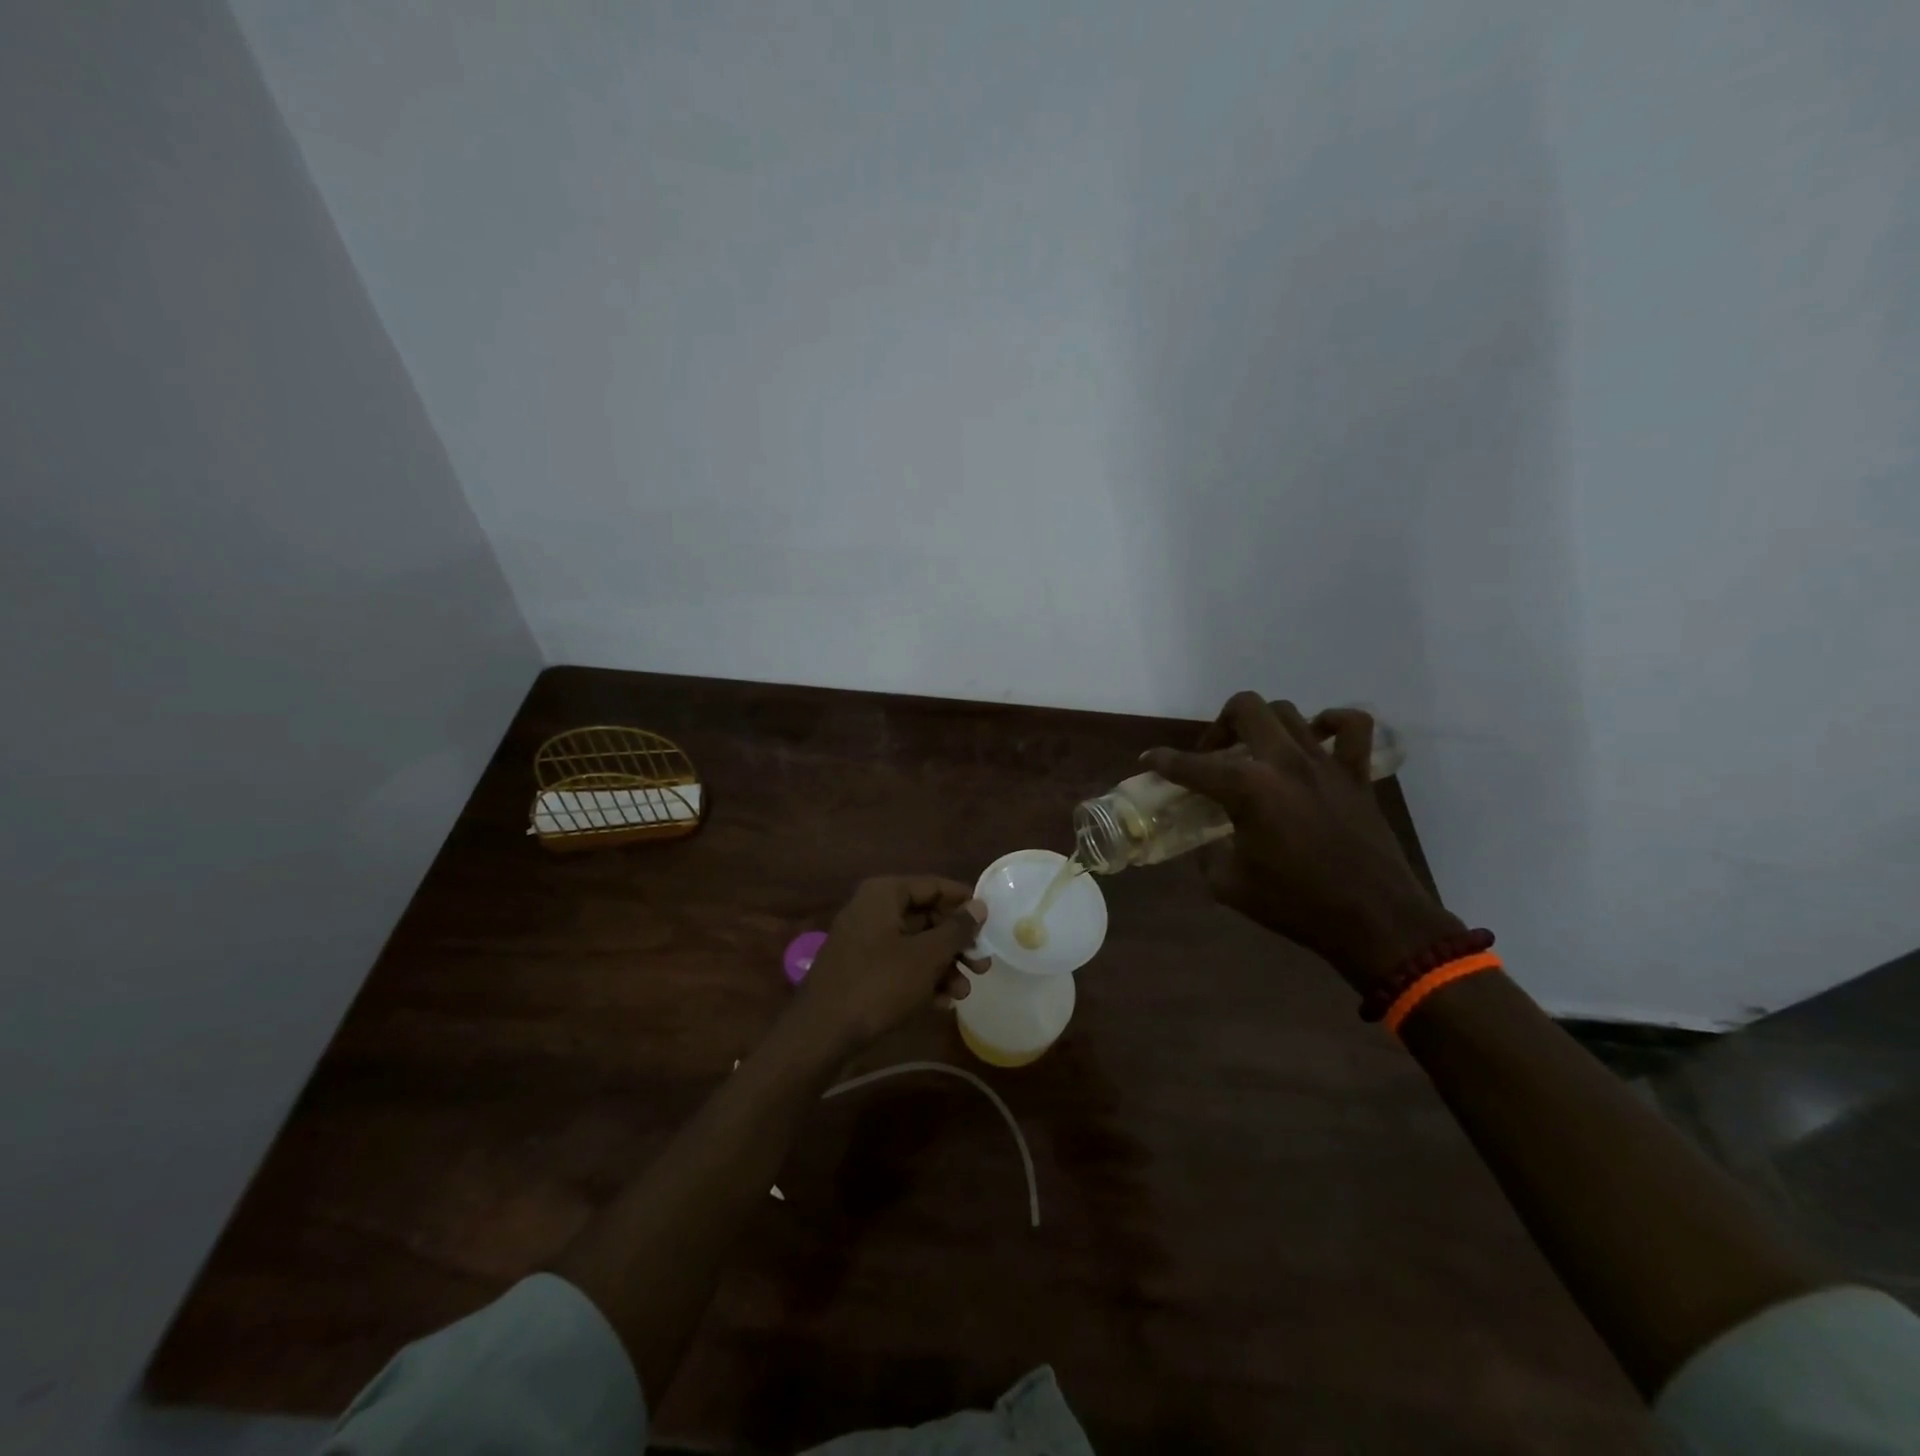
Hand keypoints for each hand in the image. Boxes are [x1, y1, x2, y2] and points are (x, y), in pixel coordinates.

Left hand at [790, 877, 986, 1054]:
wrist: (822, 1033)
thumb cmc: (879, 984)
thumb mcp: (926, 956)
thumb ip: (956, 929)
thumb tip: (979, 906)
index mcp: (884, 894)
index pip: (934, 886)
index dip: (964, 903)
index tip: (991, 923)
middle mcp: (872, 910)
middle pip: (926, 917)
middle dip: (956, 943)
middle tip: (982, 965)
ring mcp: (863, 940)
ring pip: (915, 944)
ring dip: (943, 966)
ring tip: (964, 992)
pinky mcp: (860, 969)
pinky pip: (899, 965)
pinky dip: (922, 979)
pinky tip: (942, 1004)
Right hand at [1145, 693, 1460, 992]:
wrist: (1374, 921)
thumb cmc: (1295, 905)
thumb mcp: (1229, 884)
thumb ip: (1208, 853)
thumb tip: (1205, 841)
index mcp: (1247, 789)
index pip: (1192, 765)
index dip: (1163, 761)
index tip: (1149, 760)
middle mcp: (1283, 762)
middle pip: (1244, 709)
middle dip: (1218, 725)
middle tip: (1213, 755)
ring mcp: (1325, 763)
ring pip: (1288, 712)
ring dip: (1263, 725)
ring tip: (1256, 752)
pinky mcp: (1356, 775)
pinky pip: (1353, 727)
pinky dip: (1333, 723)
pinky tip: (1316, 739)